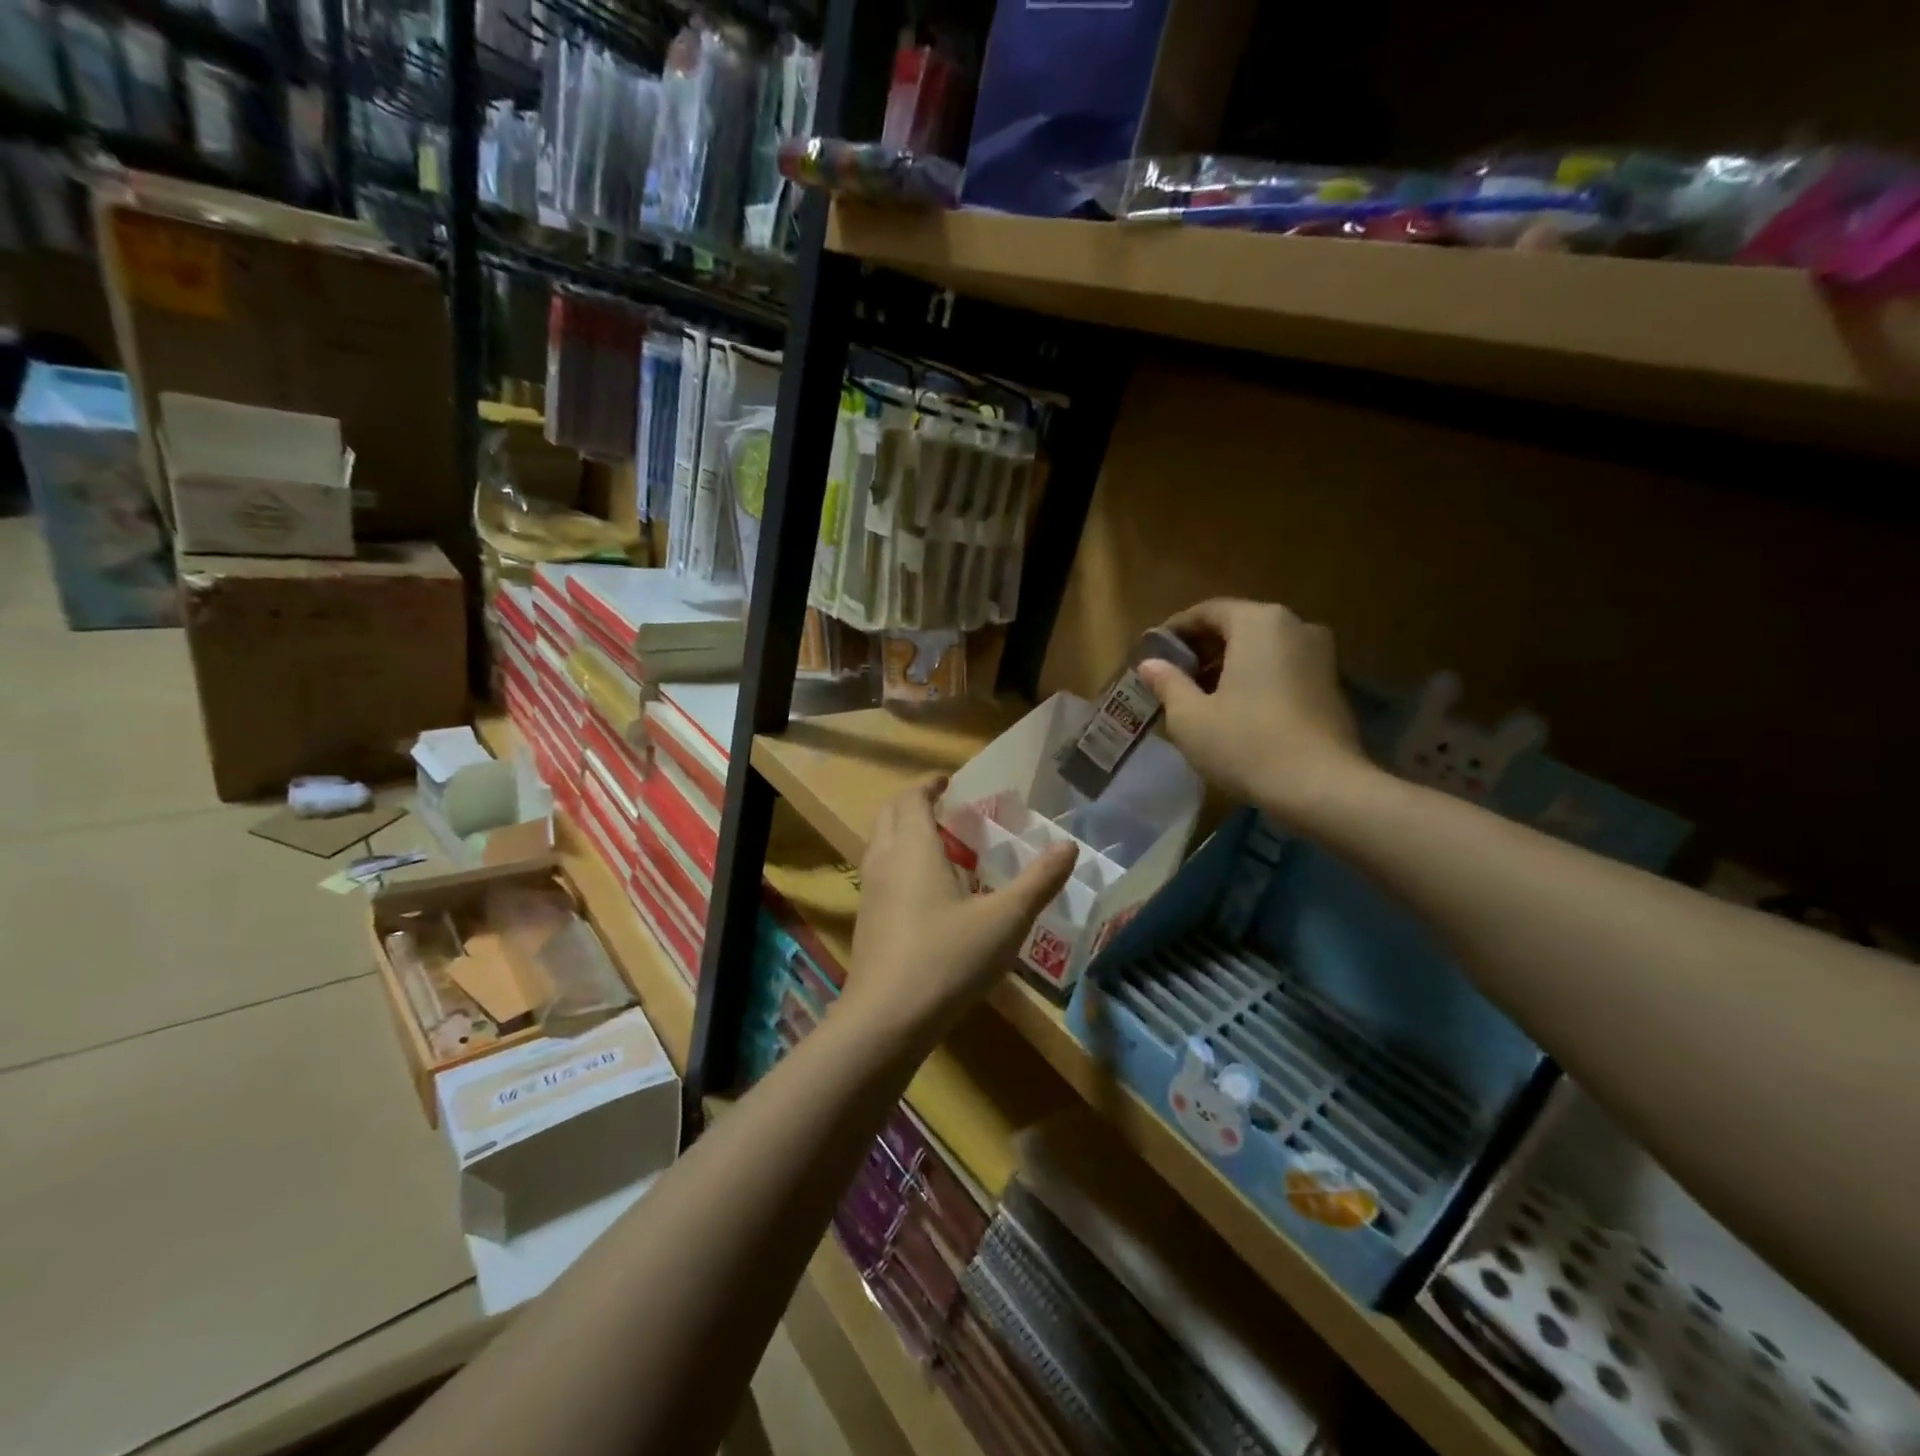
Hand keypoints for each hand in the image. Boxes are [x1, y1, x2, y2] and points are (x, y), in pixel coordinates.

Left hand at [847, 777, 1075, 1042]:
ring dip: (905, 833)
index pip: (912, 797)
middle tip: (947, 810)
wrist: (886, 1019)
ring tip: (941, 848)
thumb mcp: (1005, 919)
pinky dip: (899, 863)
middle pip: (890, 814)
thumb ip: (1038, 881)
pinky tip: (927, 894)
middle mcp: (883, 860)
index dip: (929, 784)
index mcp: (913, 847)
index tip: (949, 781)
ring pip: (880, 844)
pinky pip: (880, 873)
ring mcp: (869, 891)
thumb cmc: (947, 958)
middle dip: (915, 804)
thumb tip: (1068, 846)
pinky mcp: (865, 921)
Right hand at [1136, 599, 1372, 824]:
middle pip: (1237, 626)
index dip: (1174, 631)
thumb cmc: (1246, 744)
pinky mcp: (1332, 685)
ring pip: (1261, 649)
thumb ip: (1168, 683)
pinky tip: (1235, 711)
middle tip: (1172, 677)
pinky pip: (1282, 669)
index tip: (1152, 654)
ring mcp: (1320, 655)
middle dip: (1202, 649)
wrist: (1322, 788)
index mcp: (1258, 622)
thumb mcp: (1190, 717)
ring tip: (1199, 698)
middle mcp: (1295, 626)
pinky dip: (1255, 679)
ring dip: (1228, 666)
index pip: (1207, 611)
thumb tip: (1150, 664)